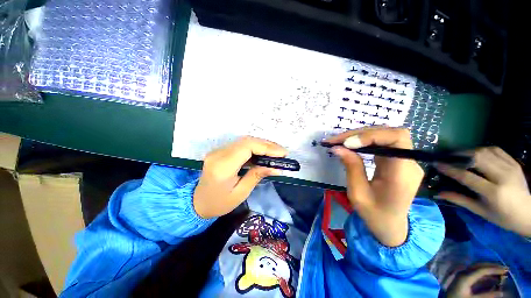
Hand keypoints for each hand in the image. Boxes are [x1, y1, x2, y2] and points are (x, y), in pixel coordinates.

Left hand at [193, 136, 286, 218]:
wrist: (197, 202)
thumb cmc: (219, 203)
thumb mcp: (241, 193)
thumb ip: (257, 176)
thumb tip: (276, 168)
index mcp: (223, 167)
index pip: (247, 147)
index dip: (266, 147)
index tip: (282, 153)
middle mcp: (219, 154)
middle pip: (246, 141)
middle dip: (267, 145)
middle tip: (281, 152)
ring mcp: (218, 150)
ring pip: (244, 141)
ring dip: (262, 145)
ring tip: (276, 152)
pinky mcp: (220, 151)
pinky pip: (240, 145)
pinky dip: (255, 147)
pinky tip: (263, 153)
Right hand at [325, 127, 423, 246]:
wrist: (390, 226)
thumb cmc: (374, 214)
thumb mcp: (358, 193)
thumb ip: (351, 167)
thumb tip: (338, 148)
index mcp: (402, 174)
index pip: (397, 139)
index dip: (371, 135)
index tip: (347, 144)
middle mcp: (408, 163)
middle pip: (389, 133)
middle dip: (360, 133)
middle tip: (336, 140)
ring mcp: (404, 160)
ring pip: (384, 135)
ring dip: (360, 135)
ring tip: (339, 141)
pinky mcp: (396, 160)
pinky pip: (381, 143)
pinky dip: (363, 141)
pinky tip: (350, 145)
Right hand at [436, 146, 530, 236]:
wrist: (528, 214)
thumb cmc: (503, 217)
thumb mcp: (481, 211)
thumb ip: (460, 200)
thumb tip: (437, 193)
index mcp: (494, 192)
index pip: (467, 176)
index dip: (450, 169)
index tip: (436, 164)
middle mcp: (503, 177)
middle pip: (477, 159)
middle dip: (459, 155)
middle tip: (447, 157)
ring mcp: (510, 168)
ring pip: (486, 151)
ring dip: (469, 151)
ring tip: (459, 155)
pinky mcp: (514, 163)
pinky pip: (496, 150)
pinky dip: (483, 149)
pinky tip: (477, 154)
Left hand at [446, 263, 507, 297]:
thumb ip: (486, 295)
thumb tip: (502, 293)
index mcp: (465, 276)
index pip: (482, 269)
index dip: (494, 269)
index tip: (506, 270)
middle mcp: (462, 273)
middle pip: (479, 266)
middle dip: (492, 267)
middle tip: (505, 270)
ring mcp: (461, 275)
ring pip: (477, 269)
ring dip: (489, 271)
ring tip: (501, 275)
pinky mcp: (461, 280)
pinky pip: (474, 275)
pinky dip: (484, 276)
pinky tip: (492, 280)